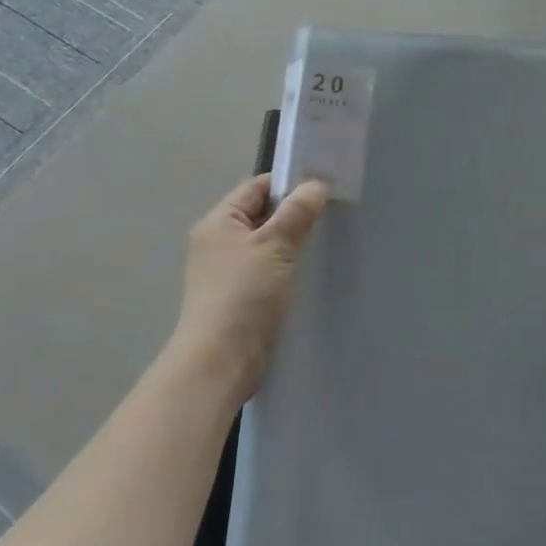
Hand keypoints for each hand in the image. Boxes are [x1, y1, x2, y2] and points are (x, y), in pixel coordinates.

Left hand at [167, 174, 327, 401]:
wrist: (220, 361)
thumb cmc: (244, 294)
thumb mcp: (275, 245)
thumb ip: (297, 211)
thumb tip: (316, 184)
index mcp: (219, 221)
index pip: (257, 187)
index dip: (289, 184)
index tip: (322, 190)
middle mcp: (217, 241)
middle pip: (261, 214)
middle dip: (293, 215)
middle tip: (328, 216)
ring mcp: (225, 271)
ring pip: (265, 244)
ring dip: (290, 243)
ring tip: (321, 244)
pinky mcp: (236, 297)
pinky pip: (265, 269)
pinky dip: (284, 268)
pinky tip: (306, 274)